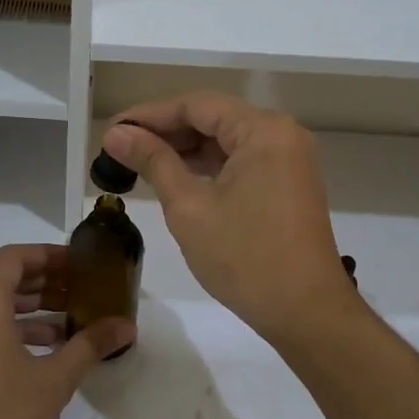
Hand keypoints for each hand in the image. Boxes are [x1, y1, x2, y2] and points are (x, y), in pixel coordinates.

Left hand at [0, 244, 133, 418]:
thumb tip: (126, 325)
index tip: (78, 263)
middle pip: (5, 280)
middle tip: (83, 288)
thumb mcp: (55, 380)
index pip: (13, 258)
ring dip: (34, 308)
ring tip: (74, 319)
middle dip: (45, 281)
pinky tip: (51, 349)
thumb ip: (91, 345)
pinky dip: (18, 330)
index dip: (46, 254)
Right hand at [102, 93, 356, 345]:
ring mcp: (289, 159)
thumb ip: (153, 162)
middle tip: (119, 149)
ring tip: (138, 163)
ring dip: (184, 150)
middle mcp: (282, 134)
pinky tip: (175, 177)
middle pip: (213, 118)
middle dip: (165, 131)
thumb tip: (116, 134)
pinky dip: (208, 166)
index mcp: (263, 130)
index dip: (149, 115)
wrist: (306, 313)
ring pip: (226, 140)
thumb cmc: (245, 258)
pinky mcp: (288, 183)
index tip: (111, 131)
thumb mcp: (189, 207)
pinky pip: (241, 160)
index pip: (196, 105)